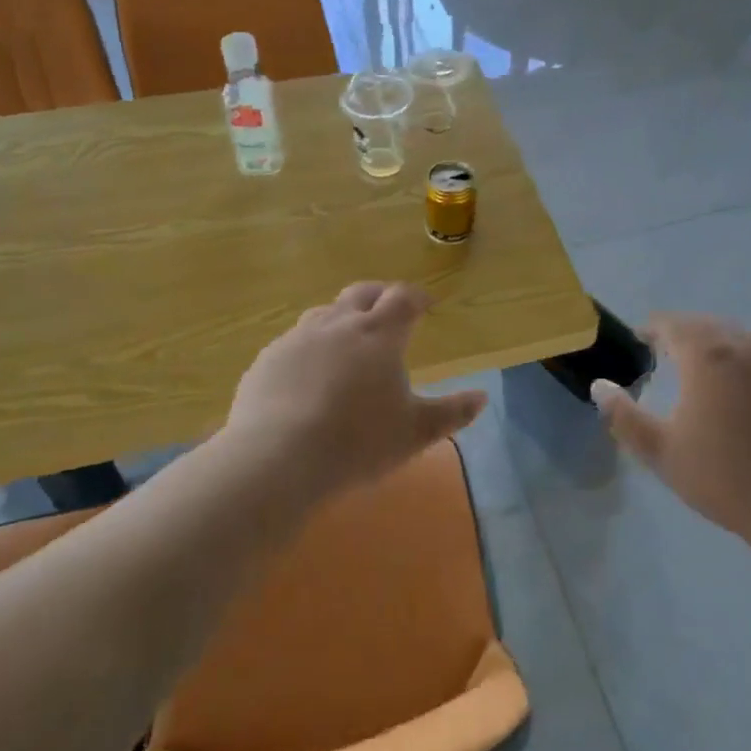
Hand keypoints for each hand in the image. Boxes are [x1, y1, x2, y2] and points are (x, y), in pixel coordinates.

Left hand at [221, 281, 487, 506]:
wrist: (277, 458)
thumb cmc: (358, 442)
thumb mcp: (415, 432)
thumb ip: (451, 413)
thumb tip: (482, 397)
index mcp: (379, 333)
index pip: (403, 298)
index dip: (417, 297)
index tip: (426, 305)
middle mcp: (339, 324)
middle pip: (362, 293)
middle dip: (380, 296)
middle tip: (390, 309)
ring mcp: (298, 338)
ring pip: (325, 313)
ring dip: (342, 317)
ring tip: (349, 338)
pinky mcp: (268, 359)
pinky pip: (294, 341)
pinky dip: (310, 346)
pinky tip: (308, 372)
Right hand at [594, 313, 750, 551]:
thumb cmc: (727, 478)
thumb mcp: (663, 452)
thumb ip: (624, 416)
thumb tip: (600, 385)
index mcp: (707, 355)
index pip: (672, 324)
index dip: (652, 329)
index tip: (641, 341)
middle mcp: (744, 346)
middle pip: (706, 325)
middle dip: (683, 334)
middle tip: (667, 355)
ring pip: (739, 337)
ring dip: (717, 344)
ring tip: (705, 369)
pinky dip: (746, 361)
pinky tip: (745, 391)